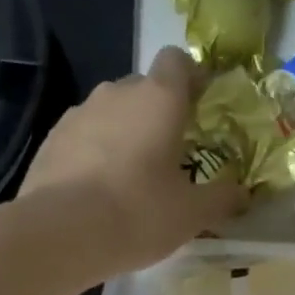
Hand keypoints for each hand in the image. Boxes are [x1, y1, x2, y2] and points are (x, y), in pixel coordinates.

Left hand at [18, 46, 247, 273]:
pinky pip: (83, 136)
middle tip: (169, 155)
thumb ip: (222, 198)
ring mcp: (78, 113)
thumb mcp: (192, 214)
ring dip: (123, 134)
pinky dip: (94, 153)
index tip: (199, 107)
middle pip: (143, 88)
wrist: (59, 234)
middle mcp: (116, 93)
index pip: (177, 60)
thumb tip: (243, 193)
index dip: (191, 78)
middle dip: (158, 113)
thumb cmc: (138, 214)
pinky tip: (96, 191)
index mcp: (159, 98)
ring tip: (130, 178)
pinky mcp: (51, 139)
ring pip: (111, 113)